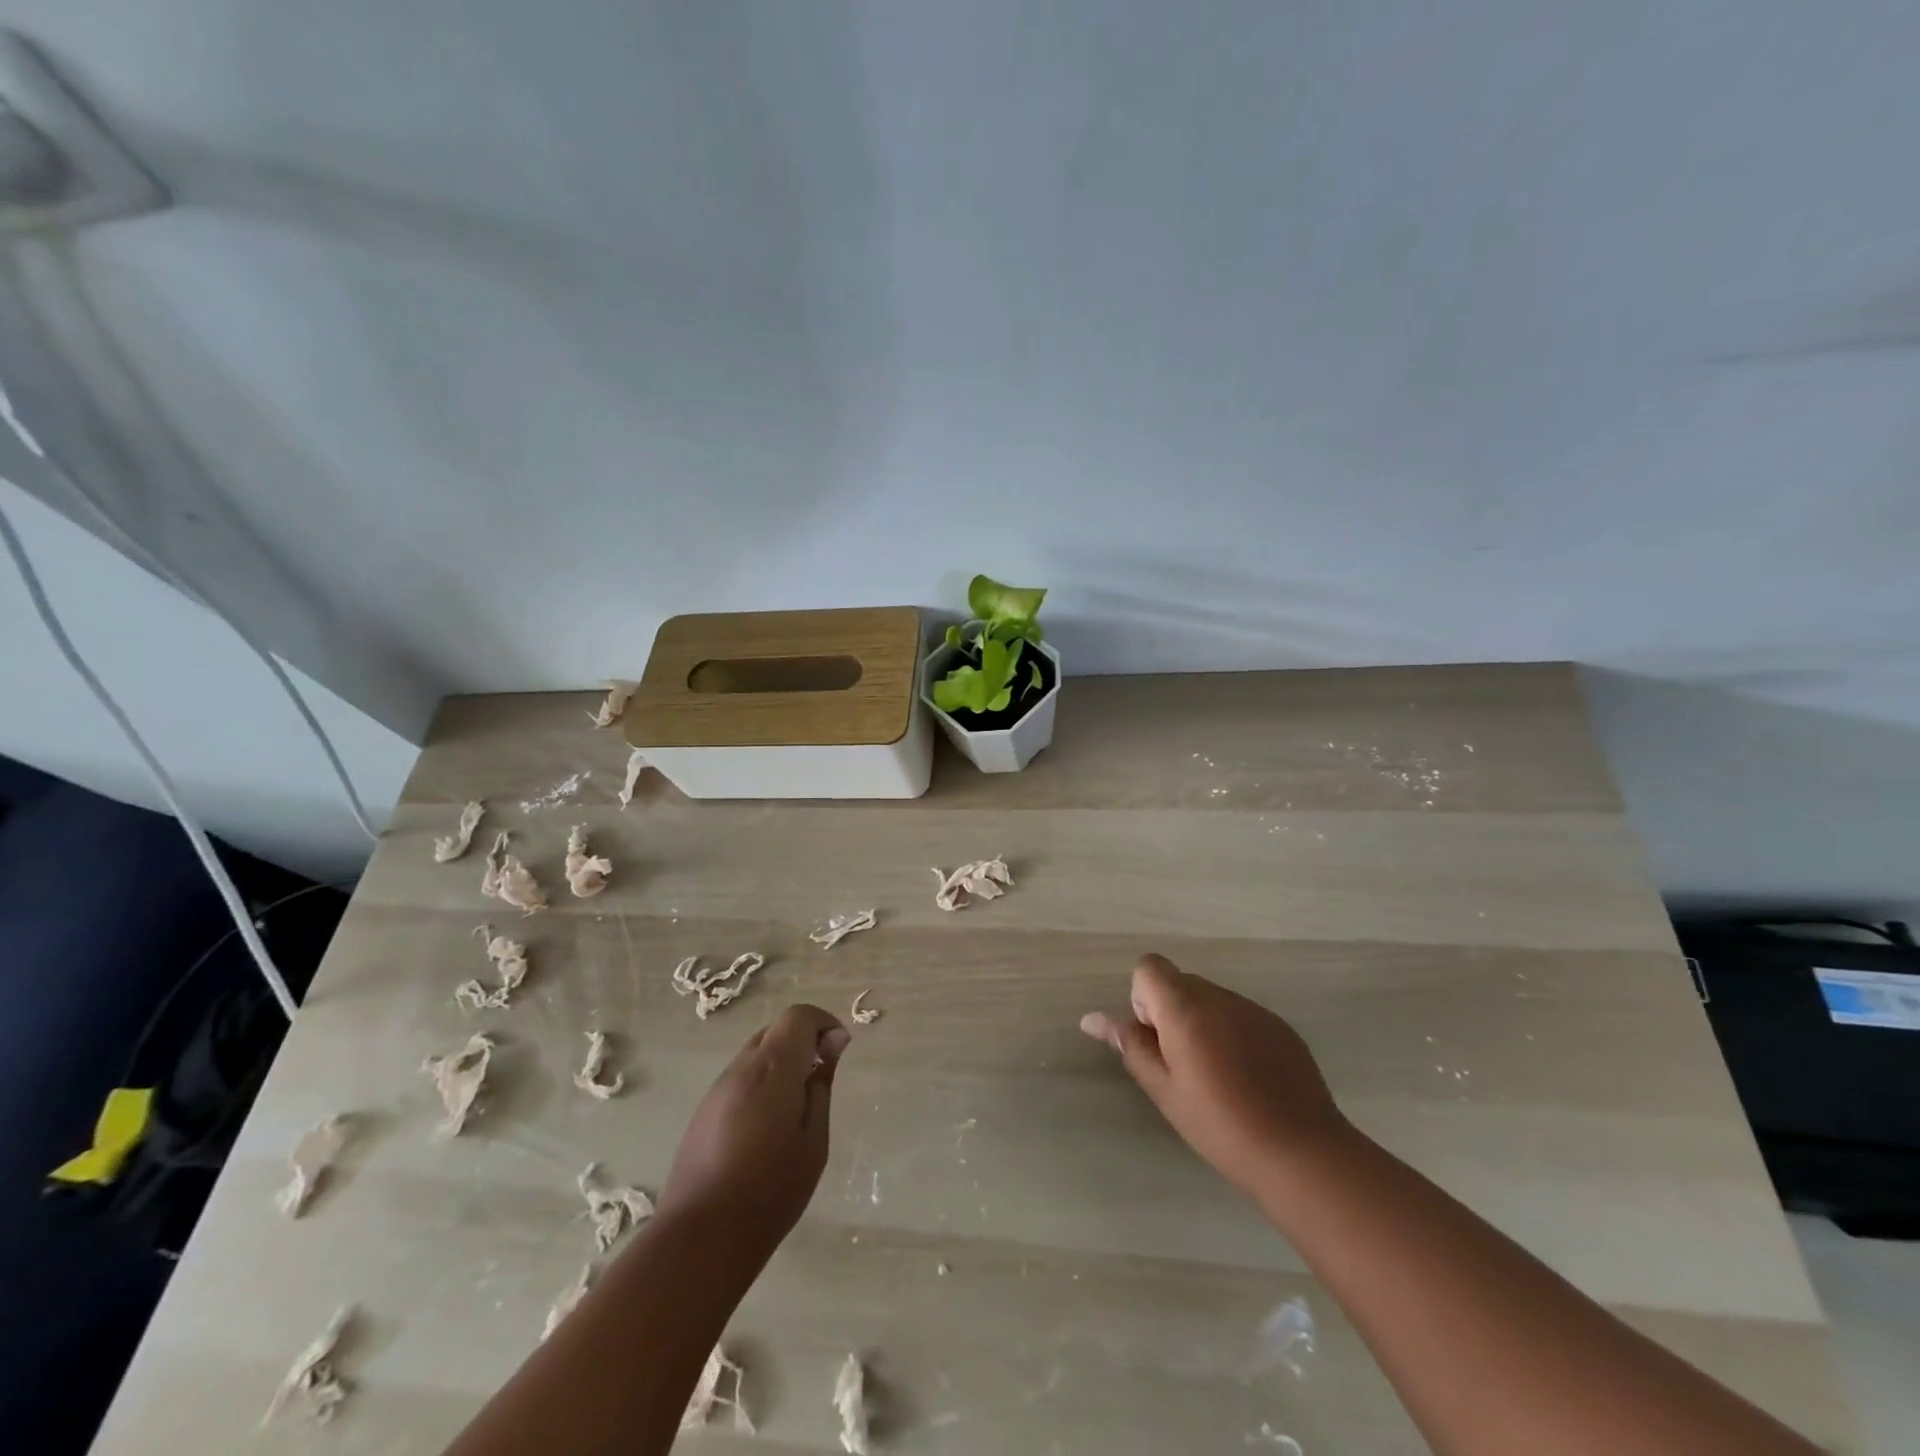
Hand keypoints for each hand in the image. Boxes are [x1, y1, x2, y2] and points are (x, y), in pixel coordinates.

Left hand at [659, 1004, 850, 1248]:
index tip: (839, 1051)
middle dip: (803, 1042)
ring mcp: (717, 1090)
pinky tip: (766, 1128)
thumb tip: (832, 1044)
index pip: (798, 1016)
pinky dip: (761, 1083)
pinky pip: (739, 1079)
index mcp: (772, 1069)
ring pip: (756, 1054)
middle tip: (821, 1080)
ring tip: (795, 1109)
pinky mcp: (702, 1112)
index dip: (823, 1023)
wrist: (700, 1239)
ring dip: (781, 1064)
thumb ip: (821, 1087)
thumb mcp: (813, 1141)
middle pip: (775, 1030)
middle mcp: (741, 1068)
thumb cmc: (770, 1191)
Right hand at [1081, 954, 1351, 1198]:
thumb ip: (1130, 1046)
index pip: (1149, 967)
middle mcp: (1219, 997)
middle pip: (1179, 982)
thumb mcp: (1164, 1090)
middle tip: (1180, 1066)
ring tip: (1216, 1078)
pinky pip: (1240, 1015)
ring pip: (1210, 1000)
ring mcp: (1254, 1010)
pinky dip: (1231, 1034)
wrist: (1301, 1153)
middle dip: (1170, 1013)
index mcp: (1186, 1007)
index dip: (1143, 999)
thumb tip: (1093, 1018)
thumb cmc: (1220, 1125)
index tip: (1156, 1040)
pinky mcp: (1280, 1027)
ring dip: (1201, 1023)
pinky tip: (1246, 1080)